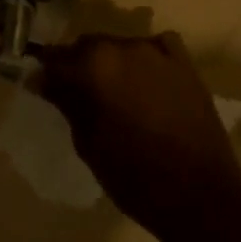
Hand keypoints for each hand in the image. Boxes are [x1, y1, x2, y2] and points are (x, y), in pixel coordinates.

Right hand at [32, 31, 240, 241]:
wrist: (200, 196)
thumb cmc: (134, 176)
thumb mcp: (88, 143)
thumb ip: (66, 103)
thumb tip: (42, 79)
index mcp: (94, 66)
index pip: (55, 58)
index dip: (45, 73)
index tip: (40, 88)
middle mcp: (124, 48)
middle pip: (88, 45)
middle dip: (77, 65)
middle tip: (76, 95)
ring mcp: (158, 53)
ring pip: (121, 47)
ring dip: (111, 63)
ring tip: (113, 93)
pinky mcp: (185, 65)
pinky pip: (156, 48)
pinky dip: (146, 59)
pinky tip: (145, 81)